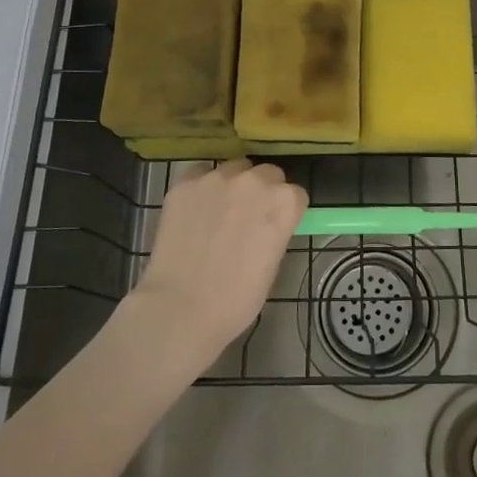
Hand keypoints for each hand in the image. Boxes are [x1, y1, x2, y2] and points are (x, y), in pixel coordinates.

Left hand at [128, 159, 307, 367]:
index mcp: (284, 202)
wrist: (182, 307)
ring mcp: (218, 177)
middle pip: (267, 173)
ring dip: (233, 185)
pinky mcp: (186, 182)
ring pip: (234, 169)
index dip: (285, 211)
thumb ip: (275, 231)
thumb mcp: (272, 264)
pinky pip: (200, 174)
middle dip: (262, 191)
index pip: (295, 194)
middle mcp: (255, 180)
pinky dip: (201, 187)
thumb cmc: (236, 299)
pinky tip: (194, 211)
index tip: (275, 226)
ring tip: (218, 212)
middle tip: (248, 217)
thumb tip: (266, 224)